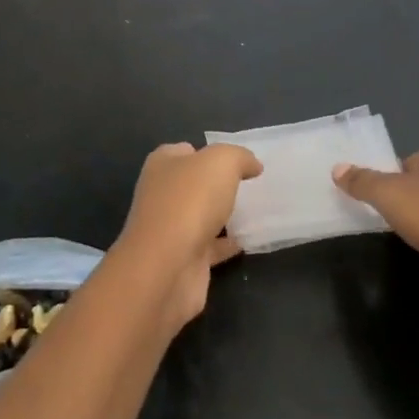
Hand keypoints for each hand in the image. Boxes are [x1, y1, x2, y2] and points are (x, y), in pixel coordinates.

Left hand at [111, 142, 261, 330]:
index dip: (210, 152)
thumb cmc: (190, 202)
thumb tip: (252, 165)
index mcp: (163, 165)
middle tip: (252, 186)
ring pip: (202, 215)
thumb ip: (239, 157)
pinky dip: (227, 244)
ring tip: (256, 211)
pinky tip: (249, 240)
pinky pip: (210, 246)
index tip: (239, 162)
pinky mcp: (183, 259)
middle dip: (219, 185)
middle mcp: (162, 194)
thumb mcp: (221, 162)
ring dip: (223, 214)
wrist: (168, 267)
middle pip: (194, 184)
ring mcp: (170, 228)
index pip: (185, 151)